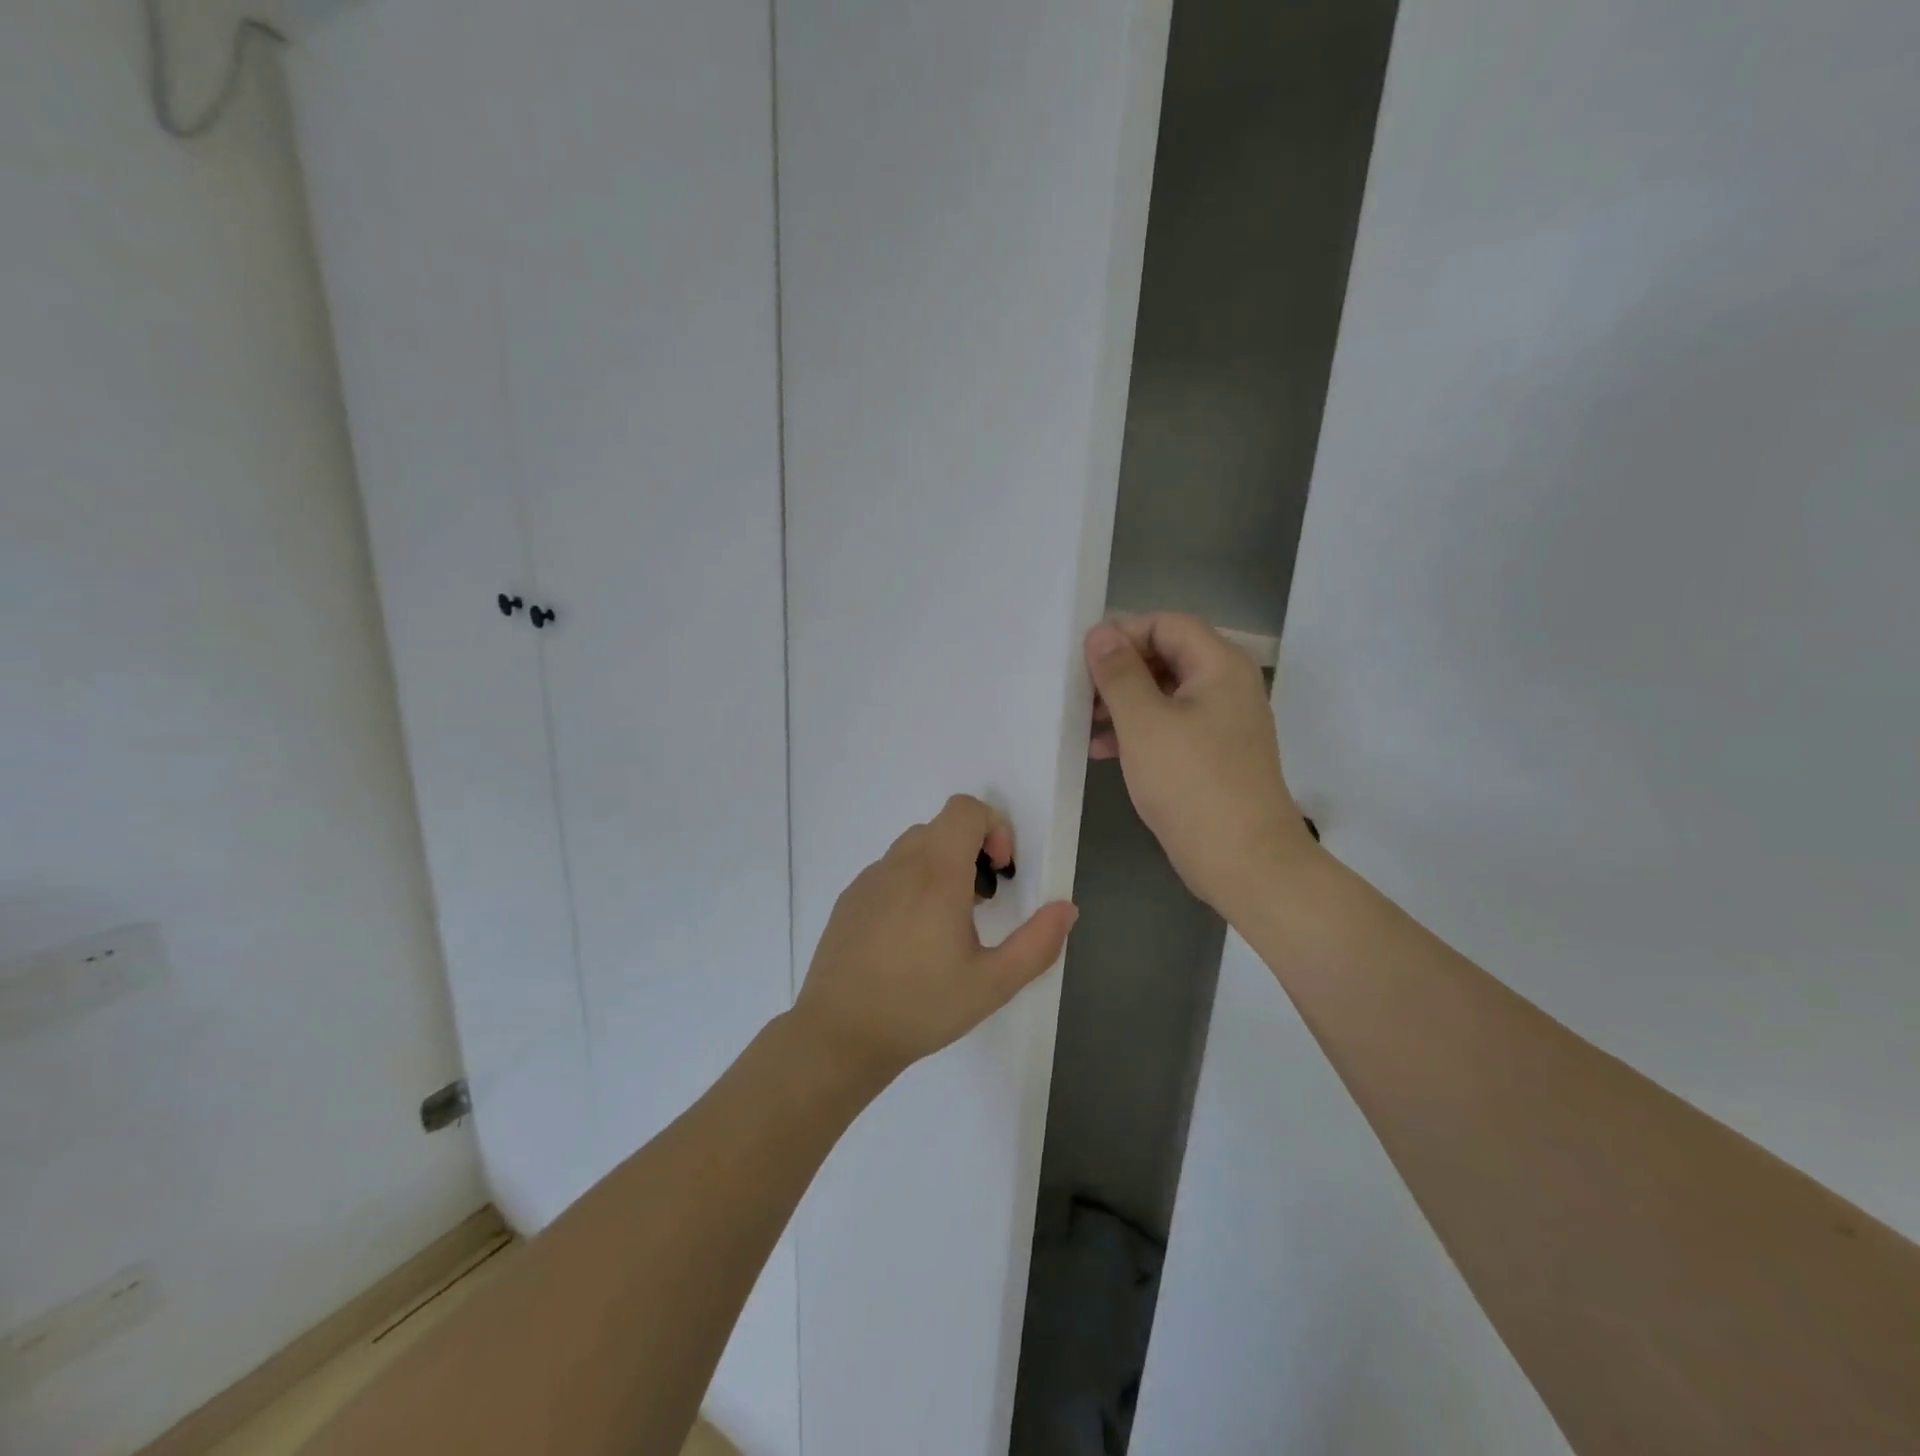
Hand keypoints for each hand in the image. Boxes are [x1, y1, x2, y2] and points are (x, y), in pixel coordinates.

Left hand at [792, 794, 1077, 1083]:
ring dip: (941, 866)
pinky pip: (889, 871)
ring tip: (947, 923)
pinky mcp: (849, 898)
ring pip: (914, 847)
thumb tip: (1066, 909)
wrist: (840, 1035)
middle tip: (981, 903)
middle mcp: (899, 864)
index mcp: (937, 873)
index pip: (965, 809)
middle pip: (942, 826)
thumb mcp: (993, 983)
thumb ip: (1038, 943)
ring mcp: (869, 879)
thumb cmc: (921, 1007)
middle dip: (971, 850)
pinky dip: (911, 883)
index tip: (999, 872)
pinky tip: (909, 938)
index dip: (993, 827)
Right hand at [1086, 614, 1317, 914]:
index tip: (1084, 662)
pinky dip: (1138, 731)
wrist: (1245, 861)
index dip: (1124, 634)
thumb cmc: (1192, 784)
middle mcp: (1226, 686)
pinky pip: (1170, 726)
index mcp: (1219, 666)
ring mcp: (1222, 722)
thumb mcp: (1144, 723)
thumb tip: (1100, 633)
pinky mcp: (1213, 755)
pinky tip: (1103, 751)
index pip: (1167, 624)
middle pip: (1166, 656)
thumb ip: (1119, 673)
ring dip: (1123, 703)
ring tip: (1084, 724)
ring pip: (1164, 694)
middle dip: (1119, 671)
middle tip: (1079, 694)